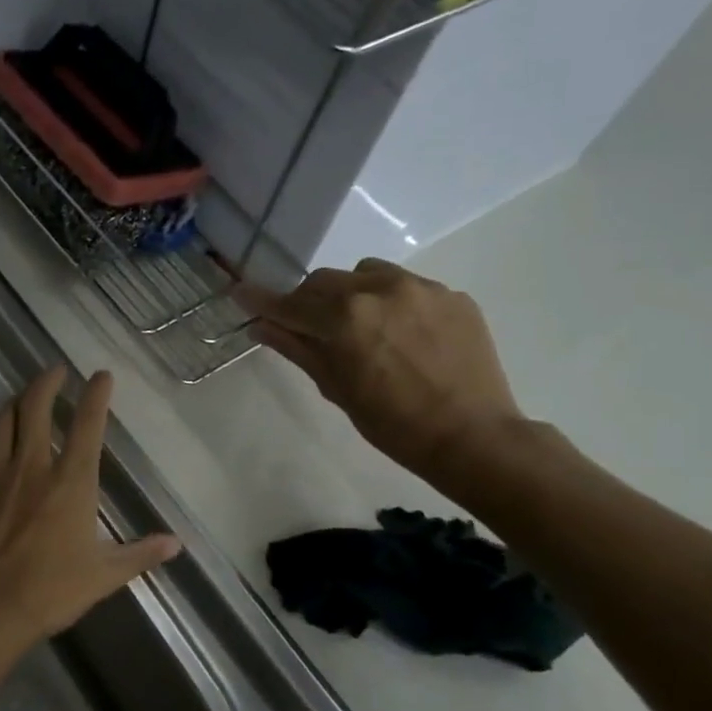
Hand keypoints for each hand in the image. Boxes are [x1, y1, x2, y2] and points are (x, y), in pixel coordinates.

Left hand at [0, 366, 181, 657]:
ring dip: (11, 404)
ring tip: (20, 397)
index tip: (101, 375)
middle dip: (46, 382)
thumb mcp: (104, 575)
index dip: (96, 395)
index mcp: (71, 482)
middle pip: (34, 408)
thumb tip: (176, 543)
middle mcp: (31, 468)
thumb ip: (140, 554)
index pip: (88, 425)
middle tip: (54, 371)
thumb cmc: (50, 592)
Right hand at [235, 259, 527, 481]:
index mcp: (345, 318)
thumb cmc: (392, 424)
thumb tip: (262, 326)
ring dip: (350, 293)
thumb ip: (298, 349)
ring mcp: (421, 288)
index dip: (261, 300)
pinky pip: (407, 286)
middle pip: (324, 281)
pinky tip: (403, 336)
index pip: (291, 303)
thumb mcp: (336, 388)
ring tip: (361, 327)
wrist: (472, 436)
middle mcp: (380, 289)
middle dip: (308, 301)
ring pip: (366, 274)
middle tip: (308, 328)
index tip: (239, 292)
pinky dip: (391, 302)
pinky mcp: (452, 295)